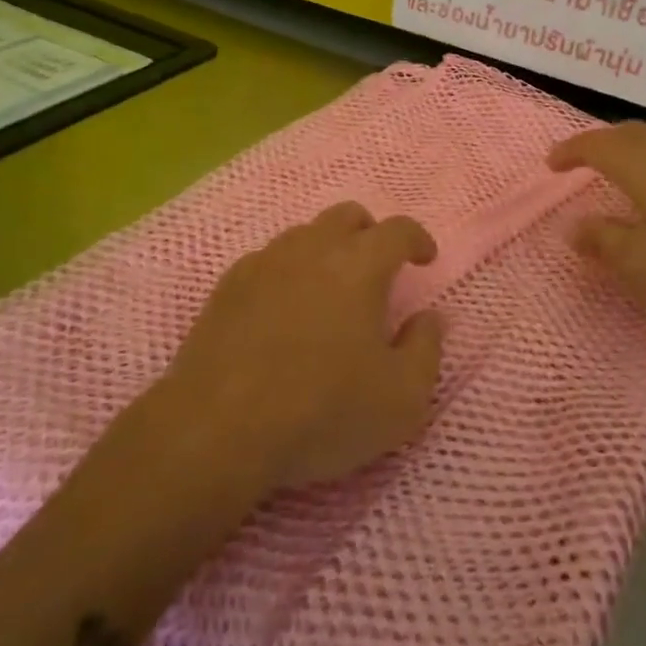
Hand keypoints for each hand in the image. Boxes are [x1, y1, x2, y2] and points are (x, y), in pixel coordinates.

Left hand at [161, 202, 445, 491]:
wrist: (216, 430)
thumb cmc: (321, 411)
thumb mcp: (401, 398)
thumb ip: (426, 349)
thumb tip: (428, 317)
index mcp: (359, 265)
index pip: (397, 230)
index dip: (416, 238)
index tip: (424, 258)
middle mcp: (311, 249)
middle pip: (346, 216)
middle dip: (369, 233)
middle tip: (378, 266)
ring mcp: (263, 264)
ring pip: (303, 234)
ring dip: (326, 249)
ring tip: (330, 289)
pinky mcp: (226, 287)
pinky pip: (267, 261)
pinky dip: (287, 272)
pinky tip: (283, 309)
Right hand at [548, 122, 645, 323]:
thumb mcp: (645, 265)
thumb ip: (604, 242)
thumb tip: (572, 226)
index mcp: (642, 164)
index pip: (594, 145)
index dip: (569, 151)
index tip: (551, 164)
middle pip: (626, 134)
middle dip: (598, 144)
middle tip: (580, 162)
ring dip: (630, 152)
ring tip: (619, 175)